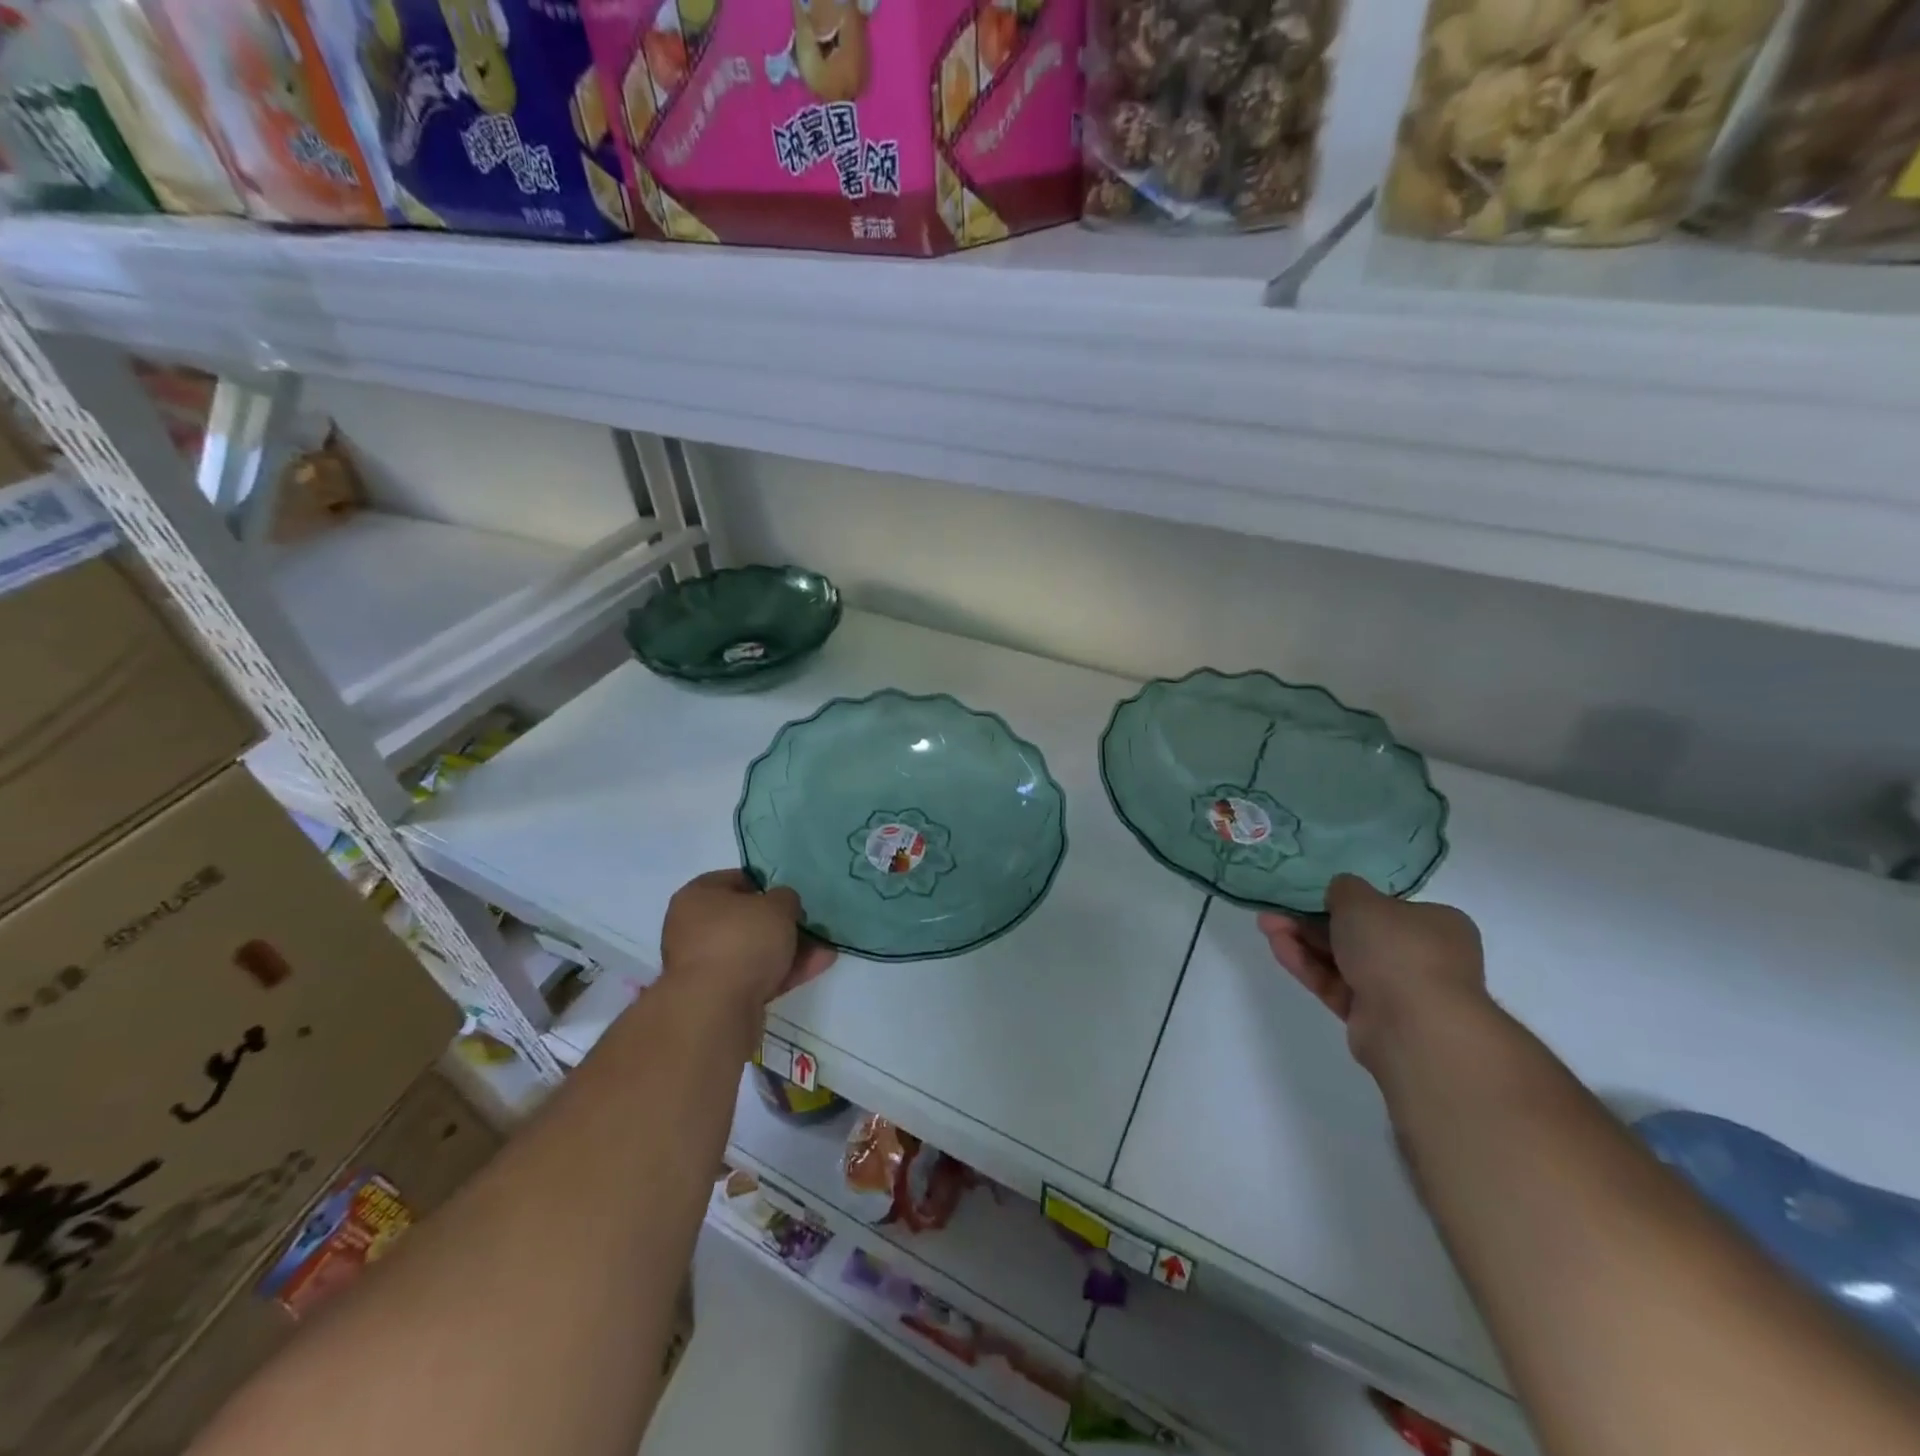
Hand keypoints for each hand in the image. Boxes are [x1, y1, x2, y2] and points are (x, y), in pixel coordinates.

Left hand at [660, 870, 836, 1019]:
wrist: (716, 1008)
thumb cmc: (741, 939)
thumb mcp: (777, 906)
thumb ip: (785, 899)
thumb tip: (782, 905)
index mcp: (697, 897)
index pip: (733, 880)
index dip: (765, 884)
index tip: (789, 894)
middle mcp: (693, 929)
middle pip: (745, 920)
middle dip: (781, 924)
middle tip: (808, 924)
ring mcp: (704, 965)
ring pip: (753, 951)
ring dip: (788, 950)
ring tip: (824, 951)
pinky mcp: (718, 997)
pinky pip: (755, 976)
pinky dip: (783, 972)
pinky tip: (816, 967)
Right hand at [1258, 874, 1485, 1071]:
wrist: (1414, 1026)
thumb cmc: (1397, 948)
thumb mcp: (1361, 900)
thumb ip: (1344, 889)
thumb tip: (1340, 894)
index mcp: (1436, 925)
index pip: (1389, 909)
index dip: (1350, 901)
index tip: (1316, 896)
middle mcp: (1423, 957)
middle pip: (1359, 934)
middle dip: (1314, 921)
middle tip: (1279, 909)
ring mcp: (1399, 991)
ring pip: (1343, 960)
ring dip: (1304, 941)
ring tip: (1265, 924)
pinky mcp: (1373, 1018)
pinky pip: (1335, 985)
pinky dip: (1307, 966)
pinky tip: (1277, 946)